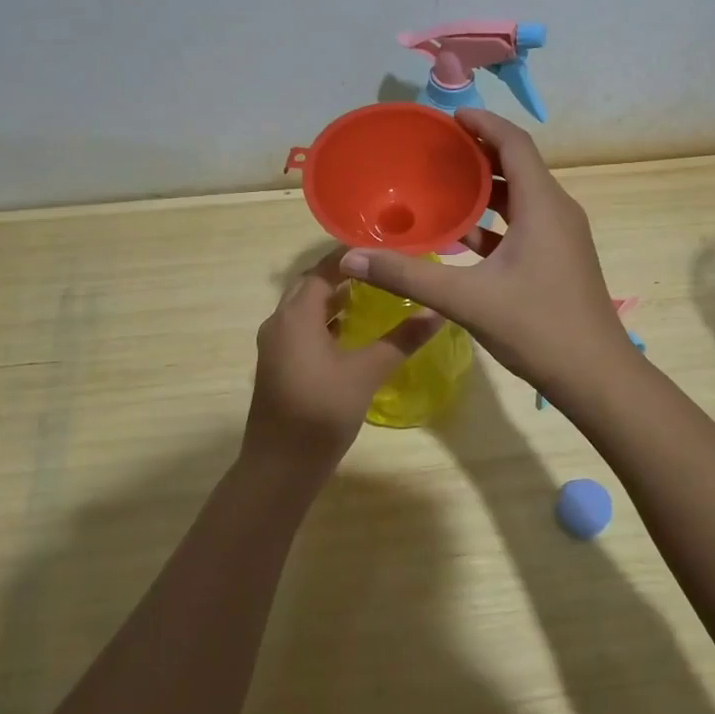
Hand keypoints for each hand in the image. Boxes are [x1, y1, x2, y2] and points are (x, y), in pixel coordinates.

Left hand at [241, 251, 442, 475]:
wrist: (279, 467)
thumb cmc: (321, 412)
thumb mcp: (366, 372)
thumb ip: (401, 339)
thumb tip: (437, 311)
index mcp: (296, 316)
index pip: (323, 270)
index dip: (350, 256)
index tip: (383, 246)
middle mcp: (280, 323)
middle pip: (311, 286)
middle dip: (344, 275)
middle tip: (382, 268)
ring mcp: (276, 346)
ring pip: (306, 310)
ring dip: (334, 299)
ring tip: (373, 293)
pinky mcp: (279, 366)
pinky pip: (303, 330)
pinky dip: (327, 322)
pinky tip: (353, 333)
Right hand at [337, 110, 634, 402]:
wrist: (595, 376)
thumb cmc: (537, 328)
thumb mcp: (466, 299)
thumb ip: (407, 276)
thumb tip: (351, 258)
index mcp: (542, 205)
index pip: (514, 144)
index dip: (483, 123)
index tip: (449, 117)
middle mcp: (557, 211)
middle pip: (518, 166)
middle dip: (478, 154)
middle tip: (436, 152)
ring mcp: (562, 237)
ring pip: (521, 198)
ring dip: (485, 190)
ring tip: (442, 188)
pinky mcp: (560, 259)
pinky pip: (525, 224)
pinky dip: (495, 222)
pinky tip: (462, 238)